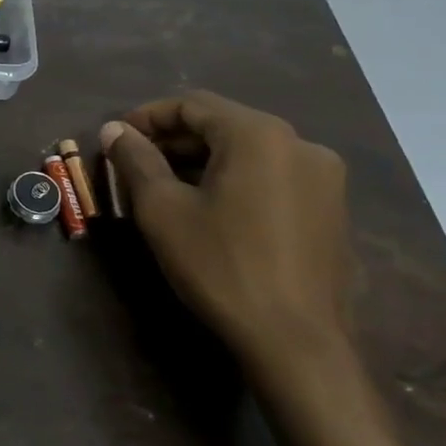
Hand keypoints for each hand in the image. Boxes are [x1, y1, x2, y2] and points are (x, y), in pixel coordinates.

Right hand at [100, 90, 350, 387]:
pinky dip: (235, 178)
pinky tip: (210, 206)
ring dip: (203, 159)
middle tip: (134, 163)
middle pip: (223, 124)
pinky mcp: (331, 208)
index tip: (116, 137)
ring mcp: (323, 177)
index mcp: (258, 134)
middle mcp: (299, 143)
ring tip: (165, 185)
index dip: (148, 116)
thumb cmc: (220, 265)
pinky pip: (272, 175)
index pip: (192, 104)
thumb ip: (136, 159)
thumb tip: (114, 129)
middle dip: (174, 139)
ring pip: (249, 151)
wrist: (295, 341)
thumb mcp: (163, 210)